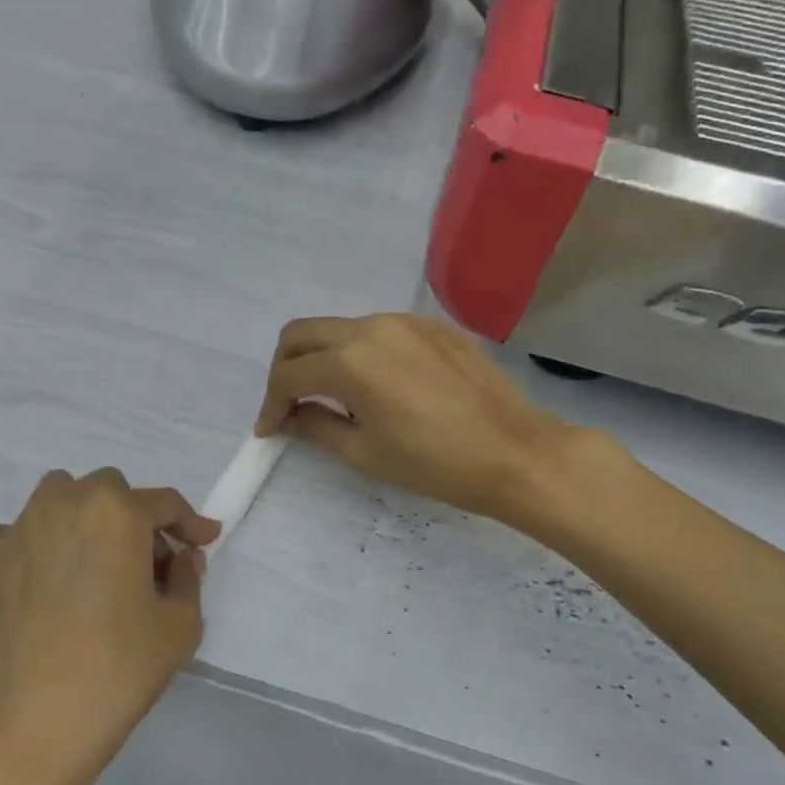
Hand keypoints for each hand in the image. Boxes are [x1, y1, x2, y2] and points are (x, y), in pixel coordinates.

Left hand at [0, 469, 219, 784]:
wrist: (32, 728)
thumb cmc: (117, 673)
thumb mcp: (180, 627)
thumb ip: (188, 580)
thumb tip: (180, 558)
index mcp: (117, 513)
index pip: (164, 503)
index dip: (190, 523)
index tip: (204, 542)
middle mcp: (64, 504)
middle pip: (108, 491)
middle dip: (134, 519)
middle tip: (147, 565)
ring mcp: (15, 531)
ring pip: (54, 497)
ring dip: (79, 516)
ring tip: (90, 561)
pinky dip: (6, 540)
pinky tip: (22, 566)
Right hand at [255, 314, 570, 523]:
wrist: (515, 452)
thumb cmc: (435, 463)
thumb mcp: (365, 453)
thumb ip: (317, 426)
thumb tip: (293, 414)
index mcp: (350, 361)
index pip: (288, 374)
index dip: (270, 404)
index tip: (269, 431)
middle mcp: (371, 327)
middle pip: (302, 334)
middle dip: (284, 368)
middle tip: (288, 404)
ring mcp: (405, 321)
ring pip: (340, 328)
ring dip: (322, 358)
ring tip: (334, 399)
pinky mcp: (431, 326)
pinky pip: (377, 331)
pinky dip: (359, 353)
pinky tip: (376, 386)